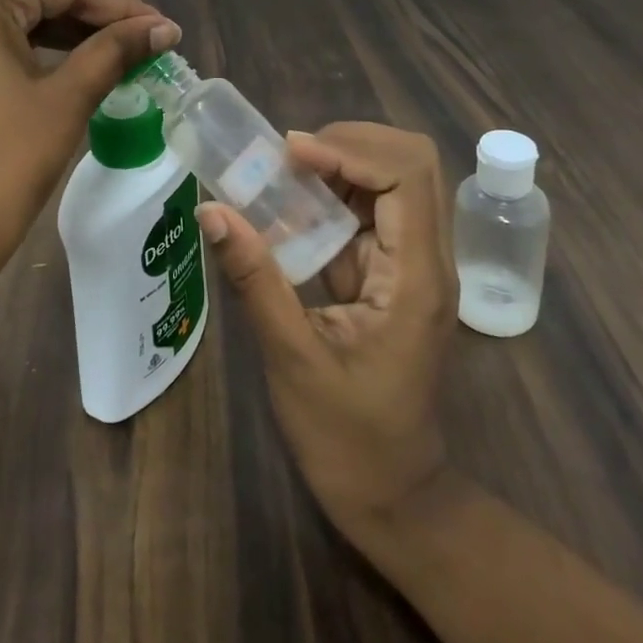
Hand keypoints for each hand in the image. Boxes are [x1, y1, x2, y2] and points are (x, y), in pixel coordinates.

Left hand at [0, 0, 180, 278]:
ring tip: (112, 41)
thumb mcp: (67, 99)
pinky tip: (71, 55)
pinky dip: (33, 30)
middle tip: (128, 24)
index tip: (159, 27)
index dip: (115, 1)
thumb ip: (115, 50)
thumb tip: (164, 27)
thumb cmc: (4, 162)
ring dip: (60, 10)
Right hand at [199, 123, 460, 546]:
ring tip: (279, 170)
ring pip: (394, 180)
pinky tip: (290, 204)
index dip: (350, 150)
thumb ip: (256, 279)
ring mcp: (416, 265)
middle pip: (411, 164)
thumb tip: (212, 210)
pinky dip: (333, 194)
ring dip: (339, 164)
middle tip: (286, 155)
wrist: (395, 498)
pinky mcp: (396, 274)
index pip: (406, 176)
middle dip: (349, 144)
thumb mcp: (293, 358)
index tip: (289, 153)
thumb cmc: (347, 439)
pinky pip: (373, 211)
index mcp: (418, 279)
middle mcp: (429, 259)